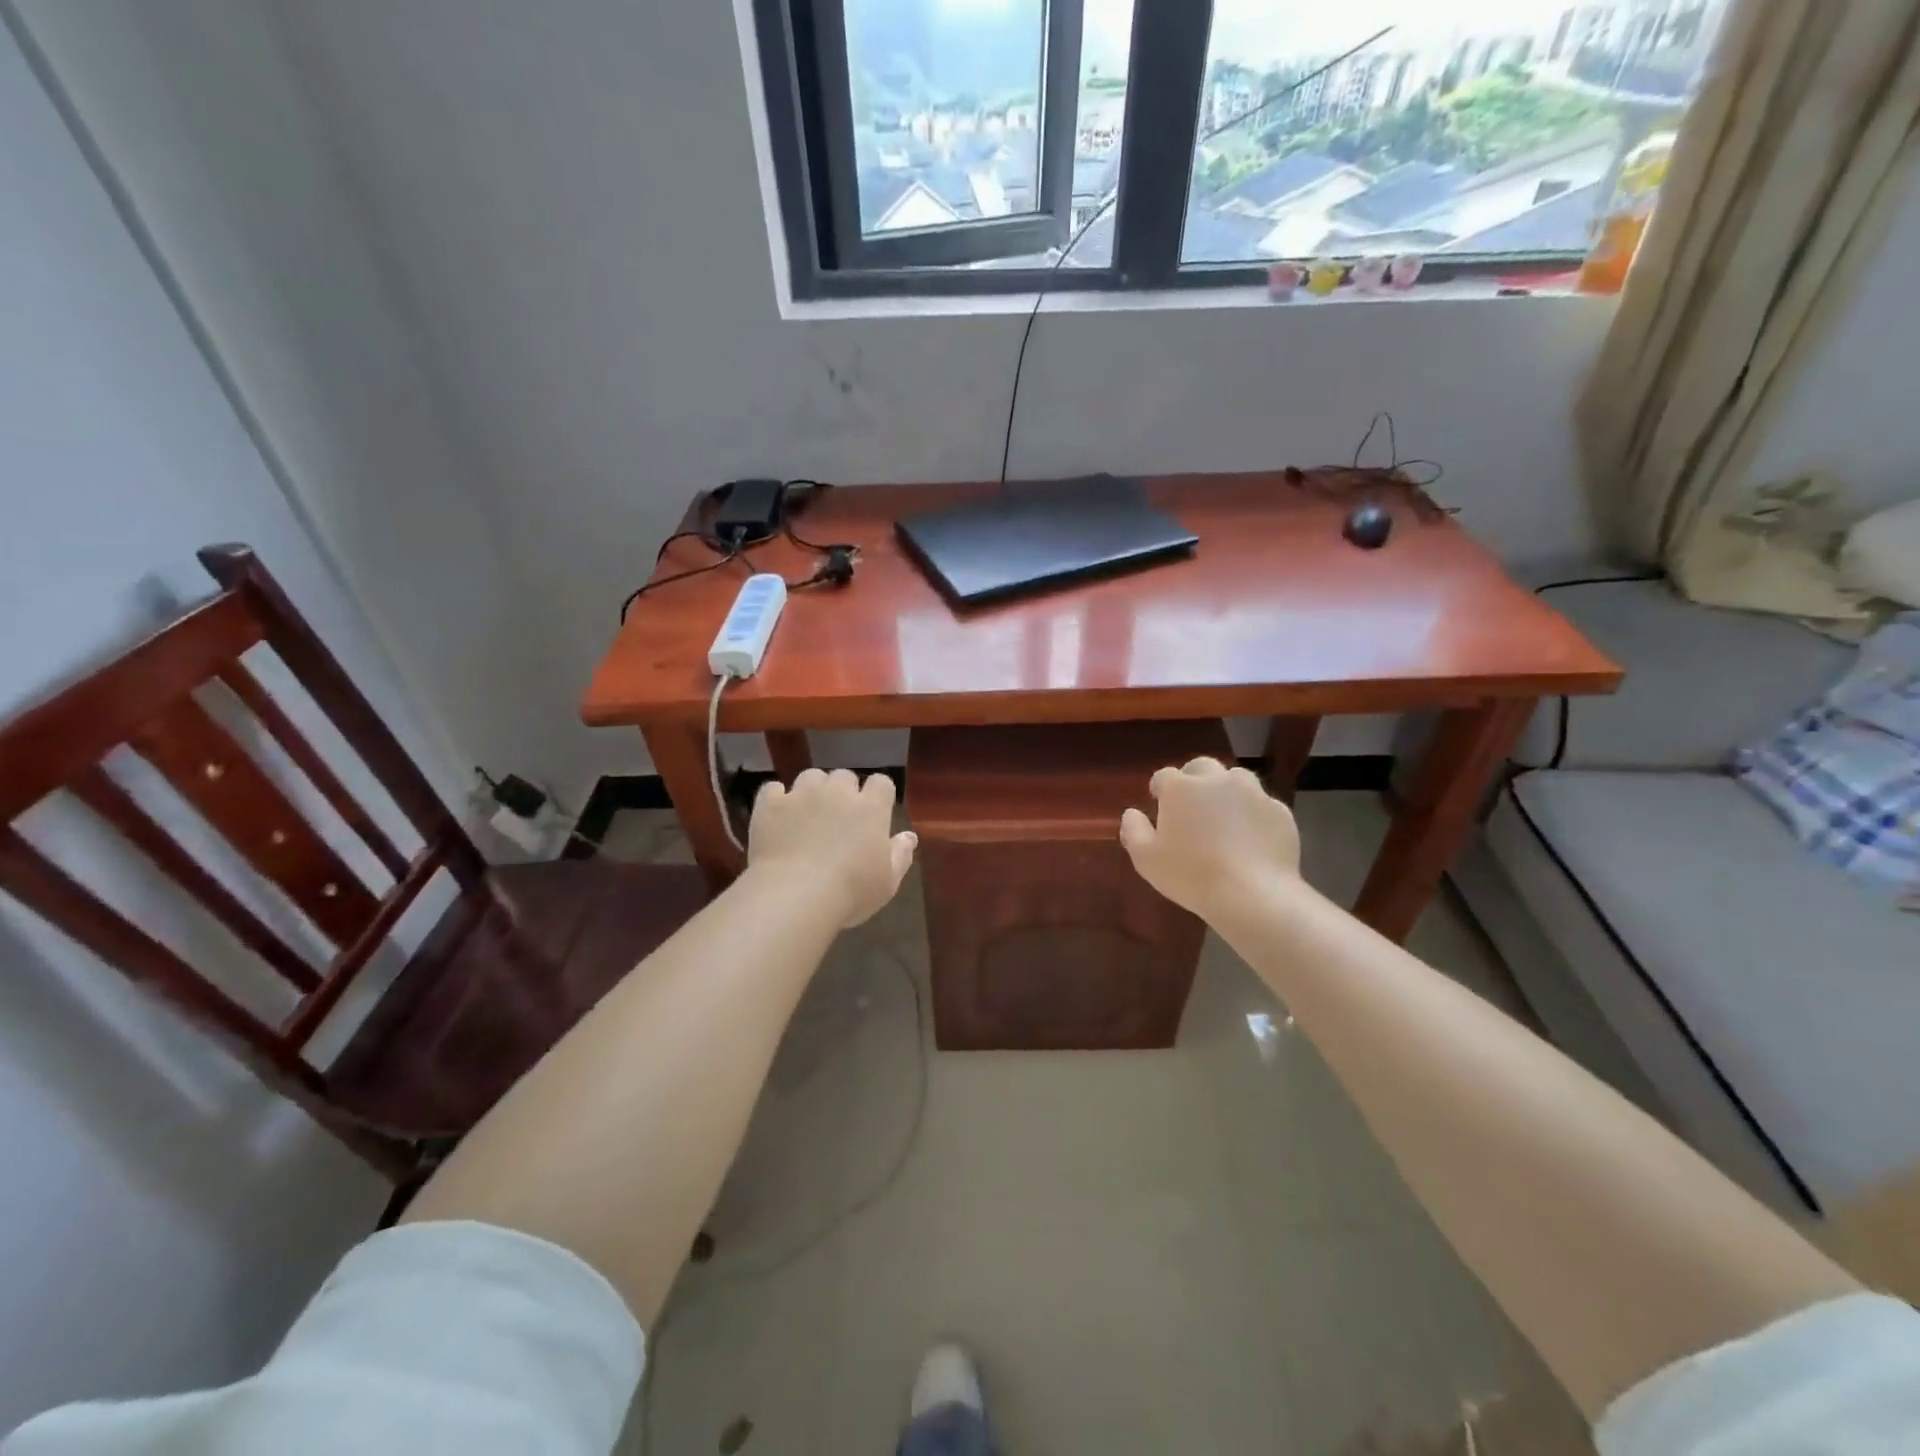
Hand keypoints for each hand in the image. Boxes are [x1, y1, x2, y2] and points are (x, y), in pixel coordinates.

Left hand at [749, 769, 916, 926]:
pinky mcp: (770, 804)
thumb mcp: (887, 882)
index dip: (878, 794)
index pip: (881, 783)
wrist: (794, 896)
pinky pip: (773, 789)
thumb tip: (909, 836)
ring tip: (807, 814)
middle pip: (844, 776)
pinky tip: (777, 817)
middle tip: (838, 818)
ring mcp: (801, 794)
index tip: (874, 812)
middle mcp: (837, 792)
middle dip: (843, 792)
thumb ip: (901, 855)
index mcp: (871, 808)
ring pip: (810, 777)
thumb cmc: (850, 892)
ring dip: (812, 790)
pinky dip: (777, 800)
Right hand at [1119, 758, 1301, 920]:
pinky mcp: (1279, 811)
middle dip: (1193, 779)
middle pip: (1202, 767)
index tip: (1158, 802)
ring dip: (1225, 790)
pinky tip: (1250, 837)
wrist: (1253, 894)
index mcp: (1181, 788)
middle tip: (1190, 804)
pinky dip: (1252, 814)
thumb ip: (1133, 830)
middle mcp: (1217, 780)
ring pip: (1236, 779)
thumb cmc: (1190, 875)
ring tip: (1222, 816)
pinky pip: (1261, 805)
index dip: (1159, 788)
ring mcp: (1253, 793)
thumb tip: (1131, 813)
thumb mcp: (1146, 859)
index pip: (1164, 776)